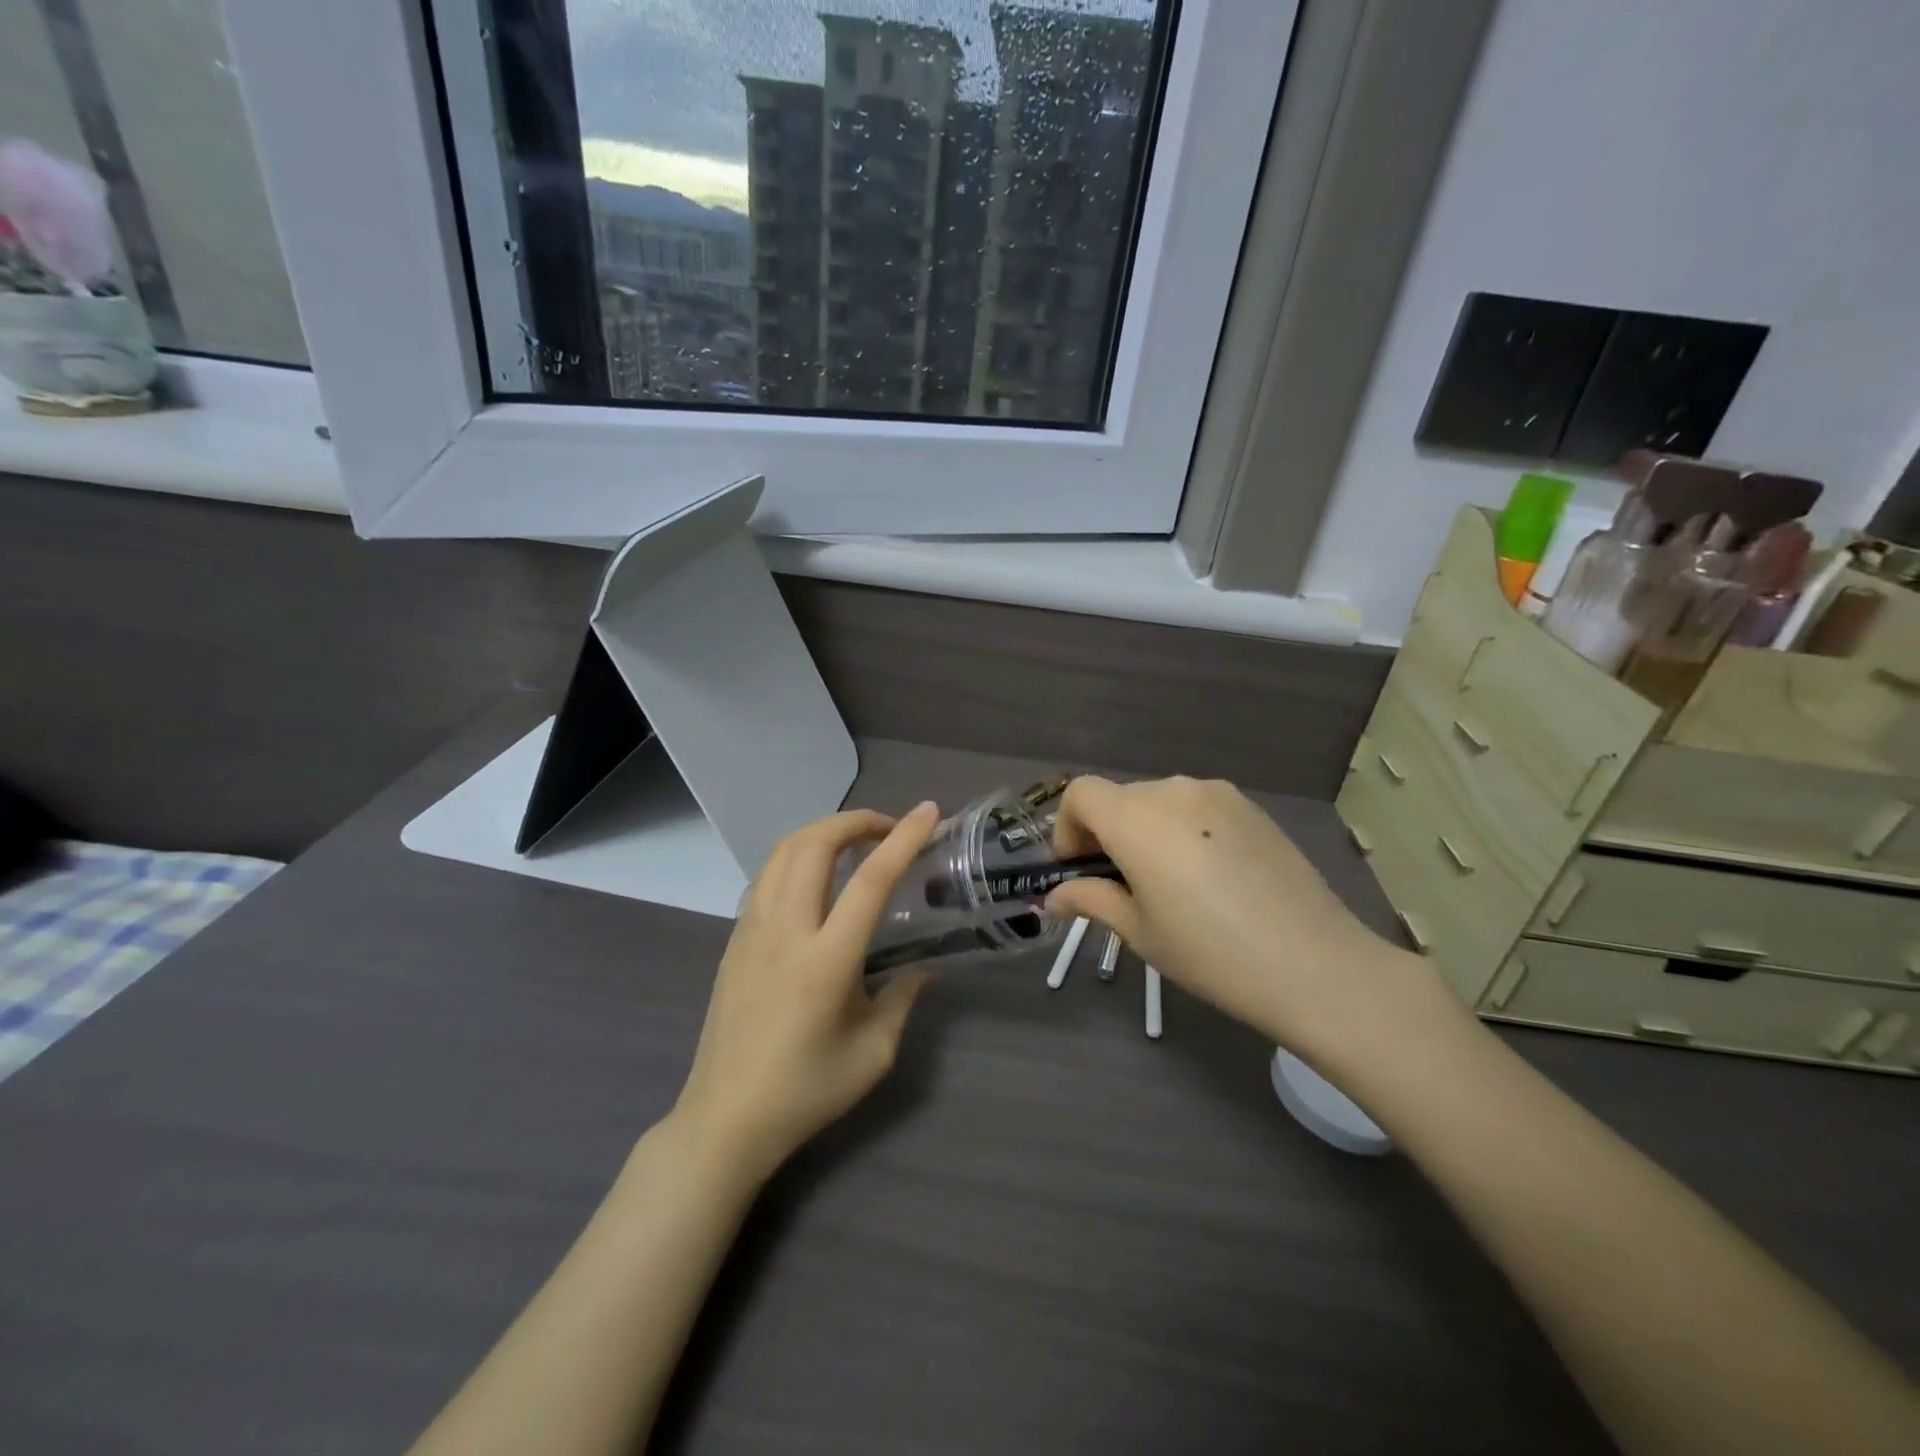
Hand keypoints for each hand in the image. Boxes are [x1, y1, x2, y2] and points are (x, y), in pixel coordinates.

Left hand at [674, 803, 939, 1181]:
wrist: (725, 1119)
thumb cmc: (805, 1091)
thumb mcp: (873, 1054)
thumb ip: (902, 999)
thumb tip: (919, 967)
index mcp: (826, 959)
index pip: (870, 880)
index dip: (903, 839)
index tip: (928, 812)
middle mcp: (785, 930)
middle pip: (814, 844)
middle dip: (855, 821)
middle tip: (888, 829)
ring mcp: (752, 929)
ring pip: (783, 851)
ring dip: (823, 833)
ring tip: (854, 844)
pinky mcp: (735, 939)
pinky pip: (768, 876)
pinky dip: (798, 857)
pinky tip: (816, 880)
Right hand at [1043, 776, 1449, 1066]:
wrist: (1314, 964)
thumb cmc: (1210, 952)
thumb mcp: (1140, 931)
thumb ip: (1092, 900)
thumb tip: (1055, 897)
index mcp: (1137, 818)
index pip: (1080, 793)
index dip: (1067, 827)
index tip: (1079, 869)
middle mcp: (1174, 790)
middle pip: (1119, 798)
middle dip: (1106, 834)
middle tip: (1120, 886)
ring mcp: (1218, 794)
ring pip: (1160, 802)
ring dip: (1147, 831)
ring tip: (1170, 884)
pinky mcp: (1251, 808)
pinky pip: (1198, 808)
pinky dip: (1184, 831)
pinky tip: (1211, 878)